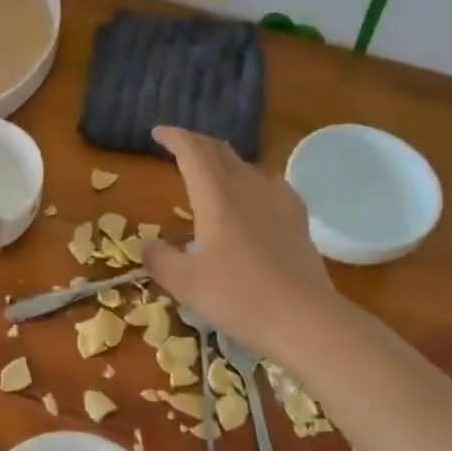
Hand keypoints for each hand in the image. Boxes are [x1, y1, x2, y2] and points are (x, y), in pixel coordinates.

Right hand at [139, 126, 344, 360]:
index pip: (193, 152)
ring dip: (223, 161)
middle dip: (196, 144)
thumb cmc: (238, 297)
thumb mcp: (185, 284)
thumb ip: (160, 259)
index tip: (158, 132)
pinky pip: (270, 184)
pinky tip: (254, 194)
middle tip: (179, 148)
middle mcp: (247, 187)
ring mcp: (277, 199)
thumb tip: (147, 244)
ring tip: (210, 172)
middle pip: (220, 152)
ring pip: (245, 165)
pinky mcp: (297, 217)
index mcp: (215, 197)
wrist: (304, 317)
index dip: (175, 137)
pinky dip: (251, 180)